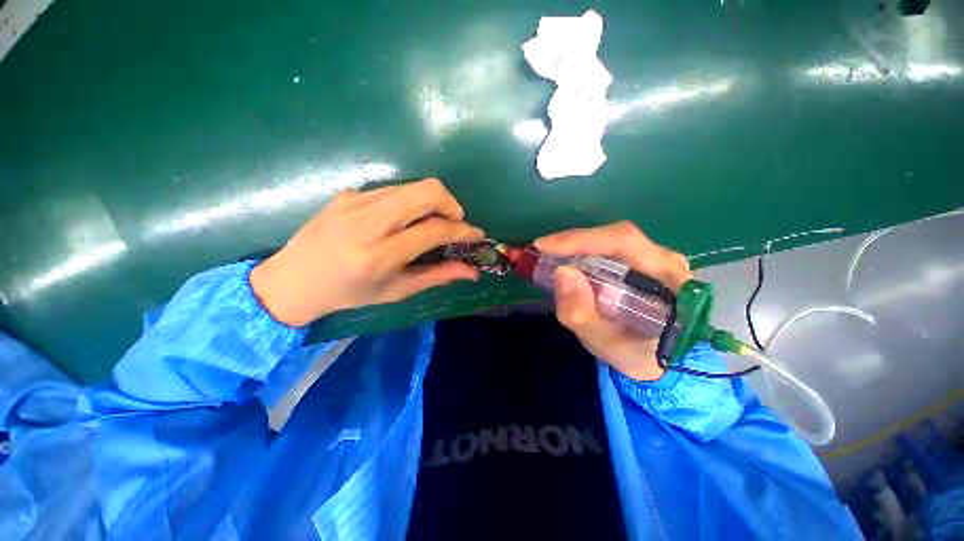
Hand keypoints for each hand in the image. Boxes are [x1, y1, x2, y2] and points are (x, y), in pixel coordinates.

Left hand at [250, 179, 484, 326]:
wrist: (292, 279)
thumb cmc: (348, 293)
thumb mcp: (396, 290)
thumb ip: (437, 276)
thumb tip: (471, 271)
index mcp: (379, 254)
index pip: (434, 230)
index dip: (463, 230)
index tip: (476, 235)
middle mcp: (367, 221)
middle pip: (426, 191)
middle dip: (451, 204)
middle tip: (454, 224)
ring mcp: (355, 201)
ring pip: (412, 186)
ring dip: (432, 202)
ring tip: (432, 223)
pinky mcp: (348, 193)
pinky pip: (394, 190)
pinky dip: (411, 202)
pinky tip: (404, 221)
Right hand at [535, 221, 691, 380]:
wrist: (649, 355)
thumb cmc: (630, 352)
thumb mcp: (602, 341)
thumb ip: (581, 313)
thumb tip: (562, 272)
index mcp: (670, 282)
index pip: (626, 244)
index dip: (582, 240)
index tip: (545, 247)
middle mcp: (668, 262)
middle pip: (618, 236)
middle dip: (574, 242)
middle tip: (542, 251)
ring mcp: (658, 258)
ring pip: (612, 239)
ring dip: (577, 246)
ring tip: (551, 256)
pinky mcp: (643, 259)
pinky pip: (611, 247)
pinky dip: (584, 251)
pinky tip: (568, 259)